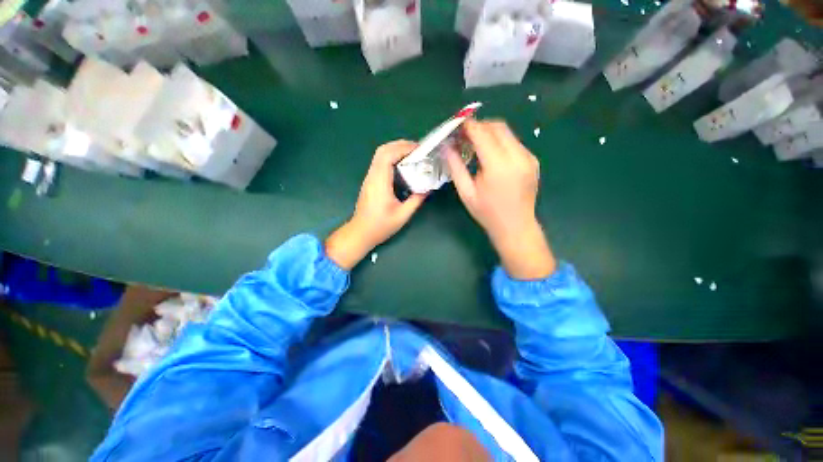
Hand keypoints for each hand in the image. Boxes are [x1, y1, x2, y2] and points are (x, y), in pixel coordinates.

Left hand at [325, 140, 426, 269]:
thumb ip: (416, 200)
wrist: (360, 233)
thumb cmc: (380, 226)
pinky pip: (380, 163)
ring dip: (396, 150)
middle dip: (400, 145)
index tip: (419, 150)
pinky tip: (403, 166)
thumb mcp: (402, 215)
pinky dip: (391, 158)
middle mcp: (372, 176)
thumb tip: (428, 188)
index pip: (388, 155)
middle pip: (383, 150)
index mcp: (380, 182)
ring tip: (412, 155)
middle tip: (418, 149)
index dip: (403, 148)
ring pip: (380, 155)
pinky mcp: (370, 181)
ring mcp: (369, 178)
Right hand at [446, 120, 555, 279]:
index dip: (468, 126)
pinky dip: (500, 142)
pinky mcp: (533, 160)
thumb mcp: (466, 192)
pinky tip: (491, 155)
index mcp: (498, 166)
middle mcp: (517, 157)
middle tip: (465, 136)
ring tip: (476, 145)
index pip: (482, 134)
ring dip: (490, 133)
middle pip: (497, 127)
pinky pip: (514, 142)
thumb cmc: (487, 213)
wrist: (516, 226)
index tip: (457, 127)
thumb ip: (455, 167)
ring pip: (507, 132)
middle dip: (479, 126)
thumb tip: (446, 146)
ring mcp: (528, 157)